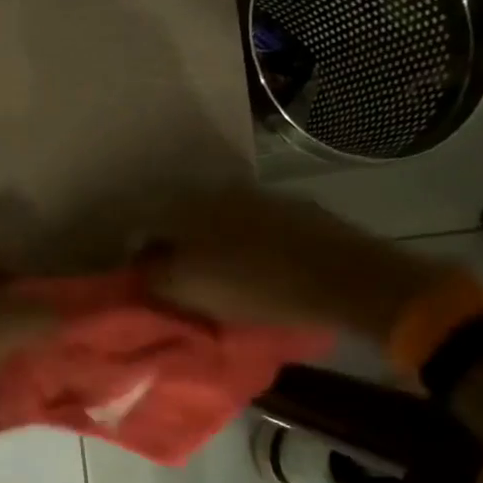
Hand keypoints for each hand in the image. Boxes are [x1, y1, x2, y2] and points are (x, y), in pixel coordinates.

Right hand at [137, 187, 446, 343]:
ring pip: (218, 220)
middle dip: (175, 246)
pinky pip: (254, 225)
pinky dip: (245, 242)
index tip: (146, 280)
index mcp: (184, 207)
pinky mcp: (293, 207)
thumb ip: (153, 277)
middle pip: (180, 220)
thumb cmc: (254, 286)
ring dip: (211, 243)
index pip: (142, 226)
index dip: (138, 255)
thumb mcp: (188, 290)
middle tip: (180, 278)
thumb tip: (138, 269)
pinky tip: (256, 265)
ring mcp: (258, 195)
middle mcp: (215, 191)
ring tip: (219, 275)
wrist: (344, 276)